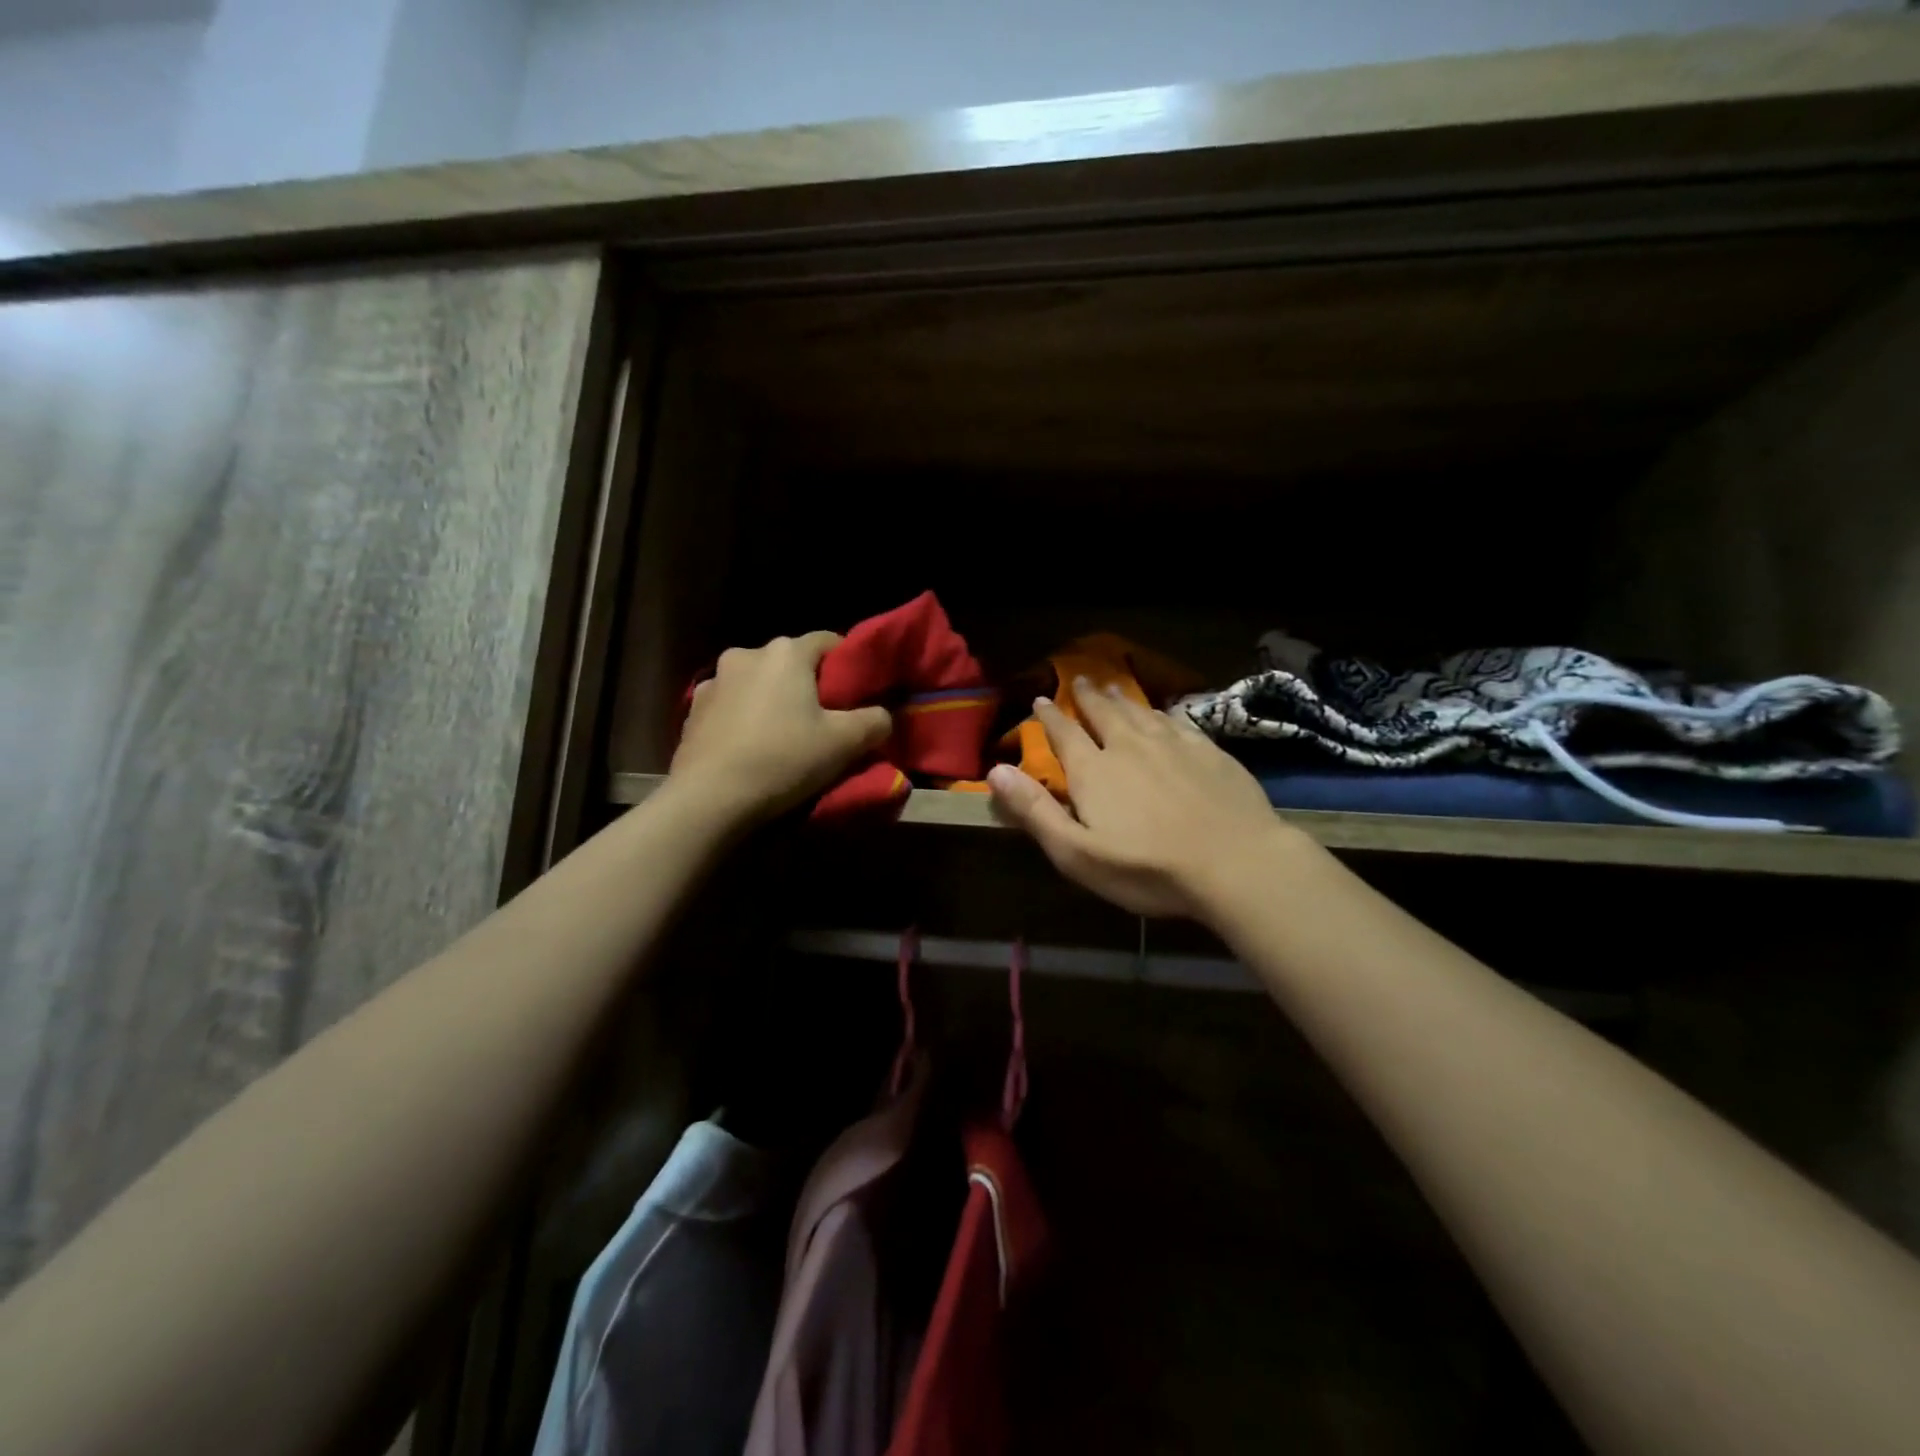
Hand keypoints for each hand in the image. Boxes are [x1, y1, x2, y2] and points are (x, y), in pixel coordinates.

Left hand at [670, 632, 891, 822]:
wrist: (709, 799)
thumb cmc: (783, 759)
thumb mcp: (846, 743)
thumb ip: (875, 720)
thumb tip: (882, 715)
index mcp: (786, 652)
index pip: (829, 641)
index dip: (848, 666)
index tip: (857, 696)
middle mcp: (746, 654)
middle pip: (791, 664)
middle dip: (809, 687)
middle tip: (825, 722)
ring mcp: (713, 681)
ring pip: (759, 685)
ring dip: (773, 702)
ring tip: (784, 739)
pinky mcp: (693, 711)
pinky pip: (732, 707)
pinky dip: (746, 720)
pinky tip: (751, 750)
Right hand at [987, 680, 1295, 919]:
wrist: (1235, 862)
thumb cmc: (1148, 868)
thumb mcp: (1077, 853)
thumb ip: (1035, 811)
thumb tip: (995, 770)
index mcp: (1094, 770)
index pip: (1064, 734)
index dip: (1049, 716)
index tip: (1041, 699)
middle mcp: (1129, 746)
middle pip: (1103, 713)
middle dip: (1087, 697)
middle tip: (1079, 679)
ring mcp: (1173, 744)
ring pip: (1140, 712)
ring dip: (1122, 699)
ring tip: (1112, 688)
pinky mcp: (1209, 751)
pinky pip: (1177, 721)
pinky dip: (1162, 713)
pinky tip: (1164, 713)